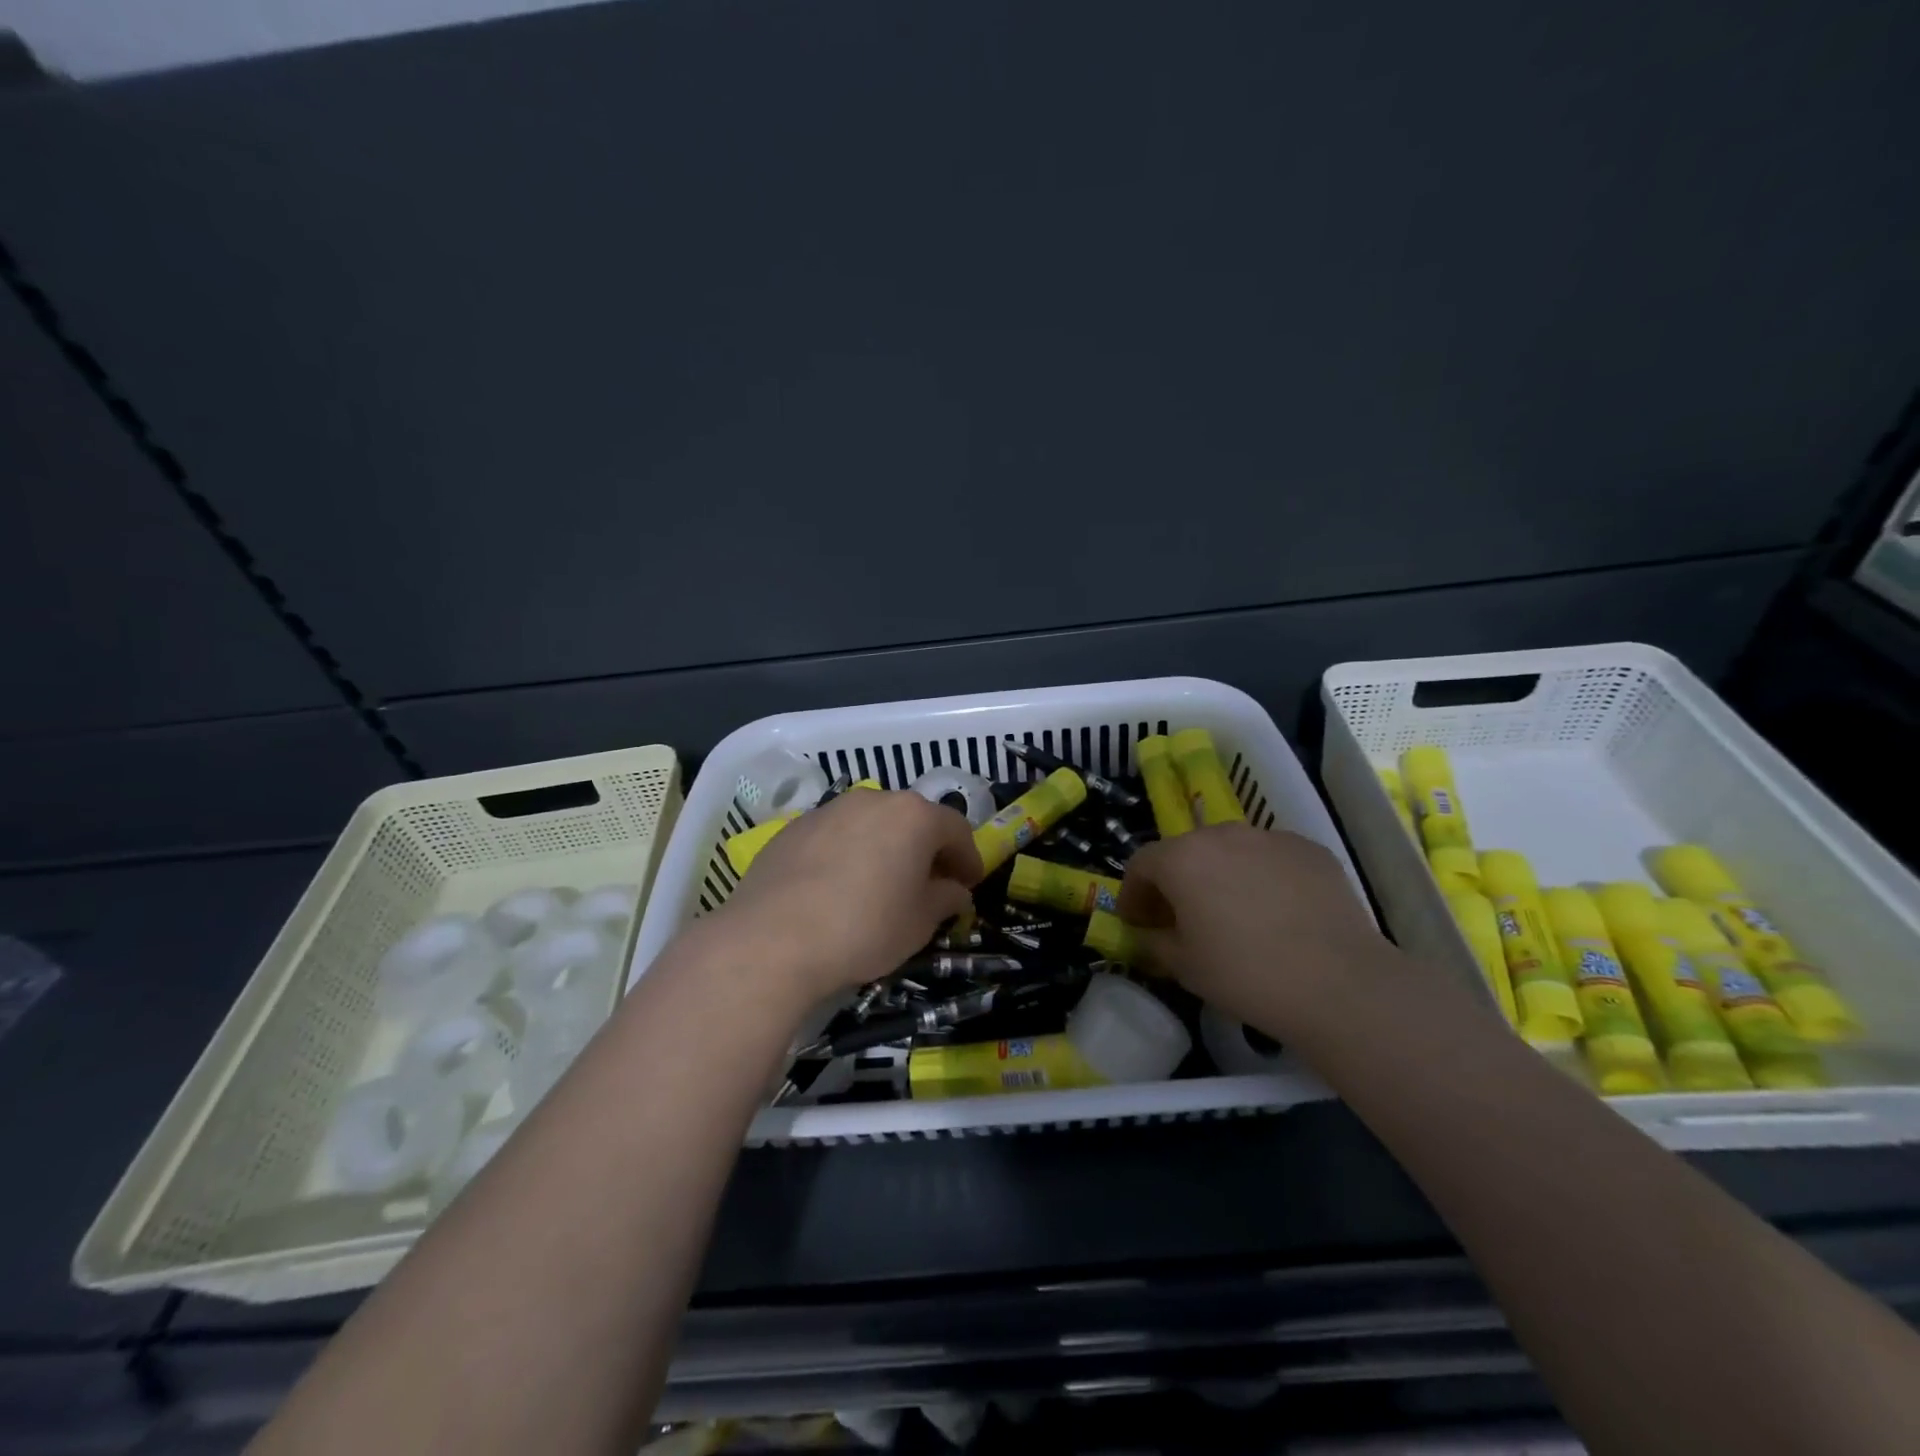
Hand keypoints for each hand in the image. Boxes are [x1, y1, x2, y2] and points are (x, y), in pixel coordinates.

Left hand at [716, 789, 981, 1006]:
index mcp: (913, 816)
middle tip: (928, 885)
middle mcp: (873, 800)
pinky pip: (836, 836)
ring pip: (871, 824)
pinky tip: (837, 888)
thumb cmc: (864, 928)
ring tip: (880, 885)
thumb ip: (946, 899)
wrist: (772, 939)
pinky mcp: (794, 828)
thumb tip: (954, 891)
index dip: (968, 858)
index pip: (956, 829)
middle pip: (912, 820)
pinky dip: (847, 853)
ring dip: (885, 847)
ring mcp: (829, 809)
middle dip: (926, 850)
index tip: (968, 885)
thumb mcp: (920, 923)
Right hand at [1117, 823, 1393, 1037]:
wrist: (1340, 984)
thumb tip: (1147, 934)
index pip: (1141, 864)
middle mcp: (1222, 834)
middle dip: (1176, 882)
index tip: (1138, 923)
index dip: (1133, 894)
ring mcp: (1270, 837)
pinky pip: (1271, 859)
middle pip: (1185, 851)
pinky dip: (1262, 878)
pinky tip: (1278, 914)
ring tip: (1234, 915)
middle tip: (1182, 919)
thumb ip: (1153, 942)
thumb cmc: (1245, 974)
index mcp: (1182, 858)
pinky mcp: (1310, 850)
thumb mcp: (1182, 966)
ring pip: (1231, 851)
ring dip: (1220, 875)